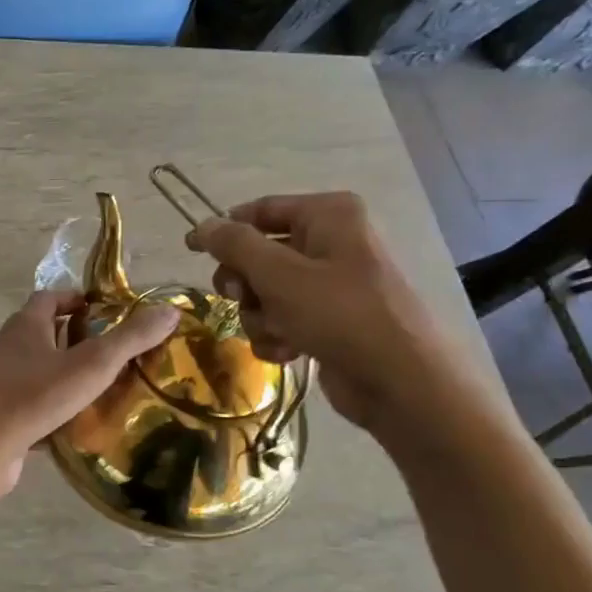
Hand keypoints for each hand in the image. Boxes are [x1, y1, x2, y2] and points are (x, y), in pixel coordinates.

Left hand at [0, 290, 178, 494]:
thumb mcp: (92, 364)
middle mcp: (5, 346)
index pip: (47, 298)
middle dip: (68, 335)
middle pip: (38, 331)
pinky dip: (45, 402)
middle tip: (104, 349)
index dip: (72, 298)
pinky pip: (24, 399)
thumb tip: (170, 310)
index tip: (99, 309)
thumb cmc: (36, 395)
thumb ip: (130, 338)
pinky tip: (67, 420)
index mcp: (24, 325)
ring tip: (93, 385)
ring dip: (57, 370)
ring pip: (30, 367)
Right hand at [186, 192, 472, 436]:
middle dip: (245, 284)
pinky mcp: (328, 321)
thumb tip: (202, 225)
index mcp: (328, 215)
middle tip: (244, 298)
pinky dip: (277, 335)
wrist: (399, 382)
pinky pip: (282, 319)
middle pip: (258, 254)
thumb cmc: (340, 314)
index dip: (224, 230)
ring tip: (279, 332)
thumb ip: (235, 245)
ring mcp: (331, 284)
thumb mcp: (278, 274)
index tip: (191, 250)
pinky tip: (289, 352)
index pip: (260, 210)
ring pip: (265, 292)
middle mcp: (331, 242)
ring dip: (260, 316)